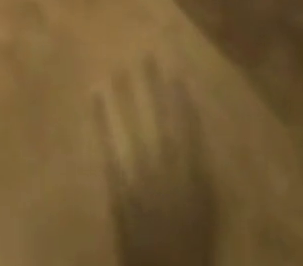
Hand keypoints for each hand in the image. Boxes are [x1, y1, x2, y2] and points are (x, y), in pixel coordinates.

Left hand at [95, 61, 217, 265]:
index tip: (175, 72)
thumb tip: (196, 142)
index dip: (182, 102)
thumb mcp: (207, 220)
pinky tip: (95, 98)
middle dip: (155, 90)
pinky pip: (109, 152)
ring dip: (128, 100)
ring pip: (134, 132)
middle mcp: (167, 178)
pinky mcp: (119, 194)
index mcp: (193, 185)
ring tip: (121, 70)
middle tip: (147, 56)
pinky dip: (102, 123)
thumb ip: (201, 181)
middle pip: (161, 125)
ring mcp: (140, 184)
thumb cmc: (191, 253)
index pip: (189, 133)